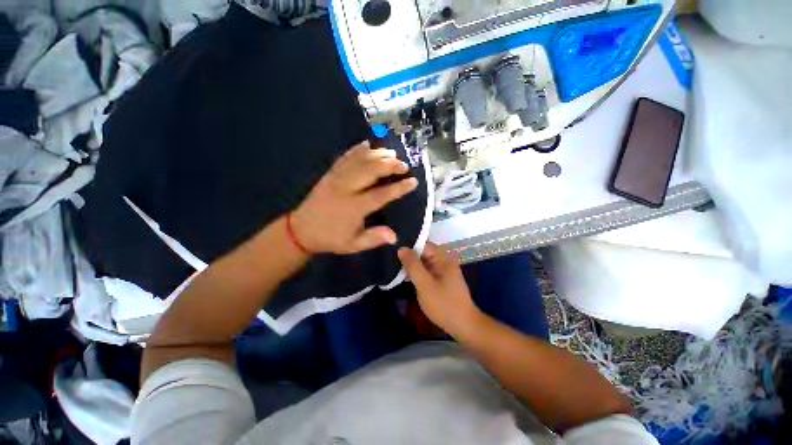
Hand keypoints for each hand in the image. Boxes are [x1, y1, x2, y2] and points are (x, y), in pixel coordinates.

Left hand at [291, 142, 417, 254]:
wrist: (301, 230)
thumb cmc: (330, 238)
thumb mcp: (353, 244)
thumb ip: (373, 238)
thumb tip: (394, 236)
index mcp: (354, 208)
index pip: (381, 194)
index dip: (398, 188)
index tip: (413, 181)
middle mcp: (346, 189)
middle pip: (370, 171)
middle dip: (389, 165)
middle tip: (404, 165)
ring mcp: (336, 178)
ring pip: (359, 161)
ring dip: (377, 154)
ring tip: (392, 153)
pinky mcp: (329, 174)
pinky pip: (344, 158)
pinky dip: (356, 150)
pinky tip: (367, 145)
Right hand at [398, 243, 482, 337]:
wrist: (463, 325)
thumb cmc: (443, 304)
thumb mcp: (424, 284)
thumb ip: (413, 265)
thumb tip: (402, 248)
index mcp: (443, 257)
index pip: (422, 244)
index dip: (407, 246)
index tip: (392, 251)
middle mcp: (444, 259)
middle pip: (423, 252)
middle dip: (408, 256)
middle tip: (391, 260)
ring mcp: (443, 269)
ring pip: (423, 261)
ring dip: (411, 265)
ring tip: (394, 267)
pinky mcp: (441, 278)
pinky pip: (426, 270)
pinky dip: (417, 272)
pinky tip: (405, 276)